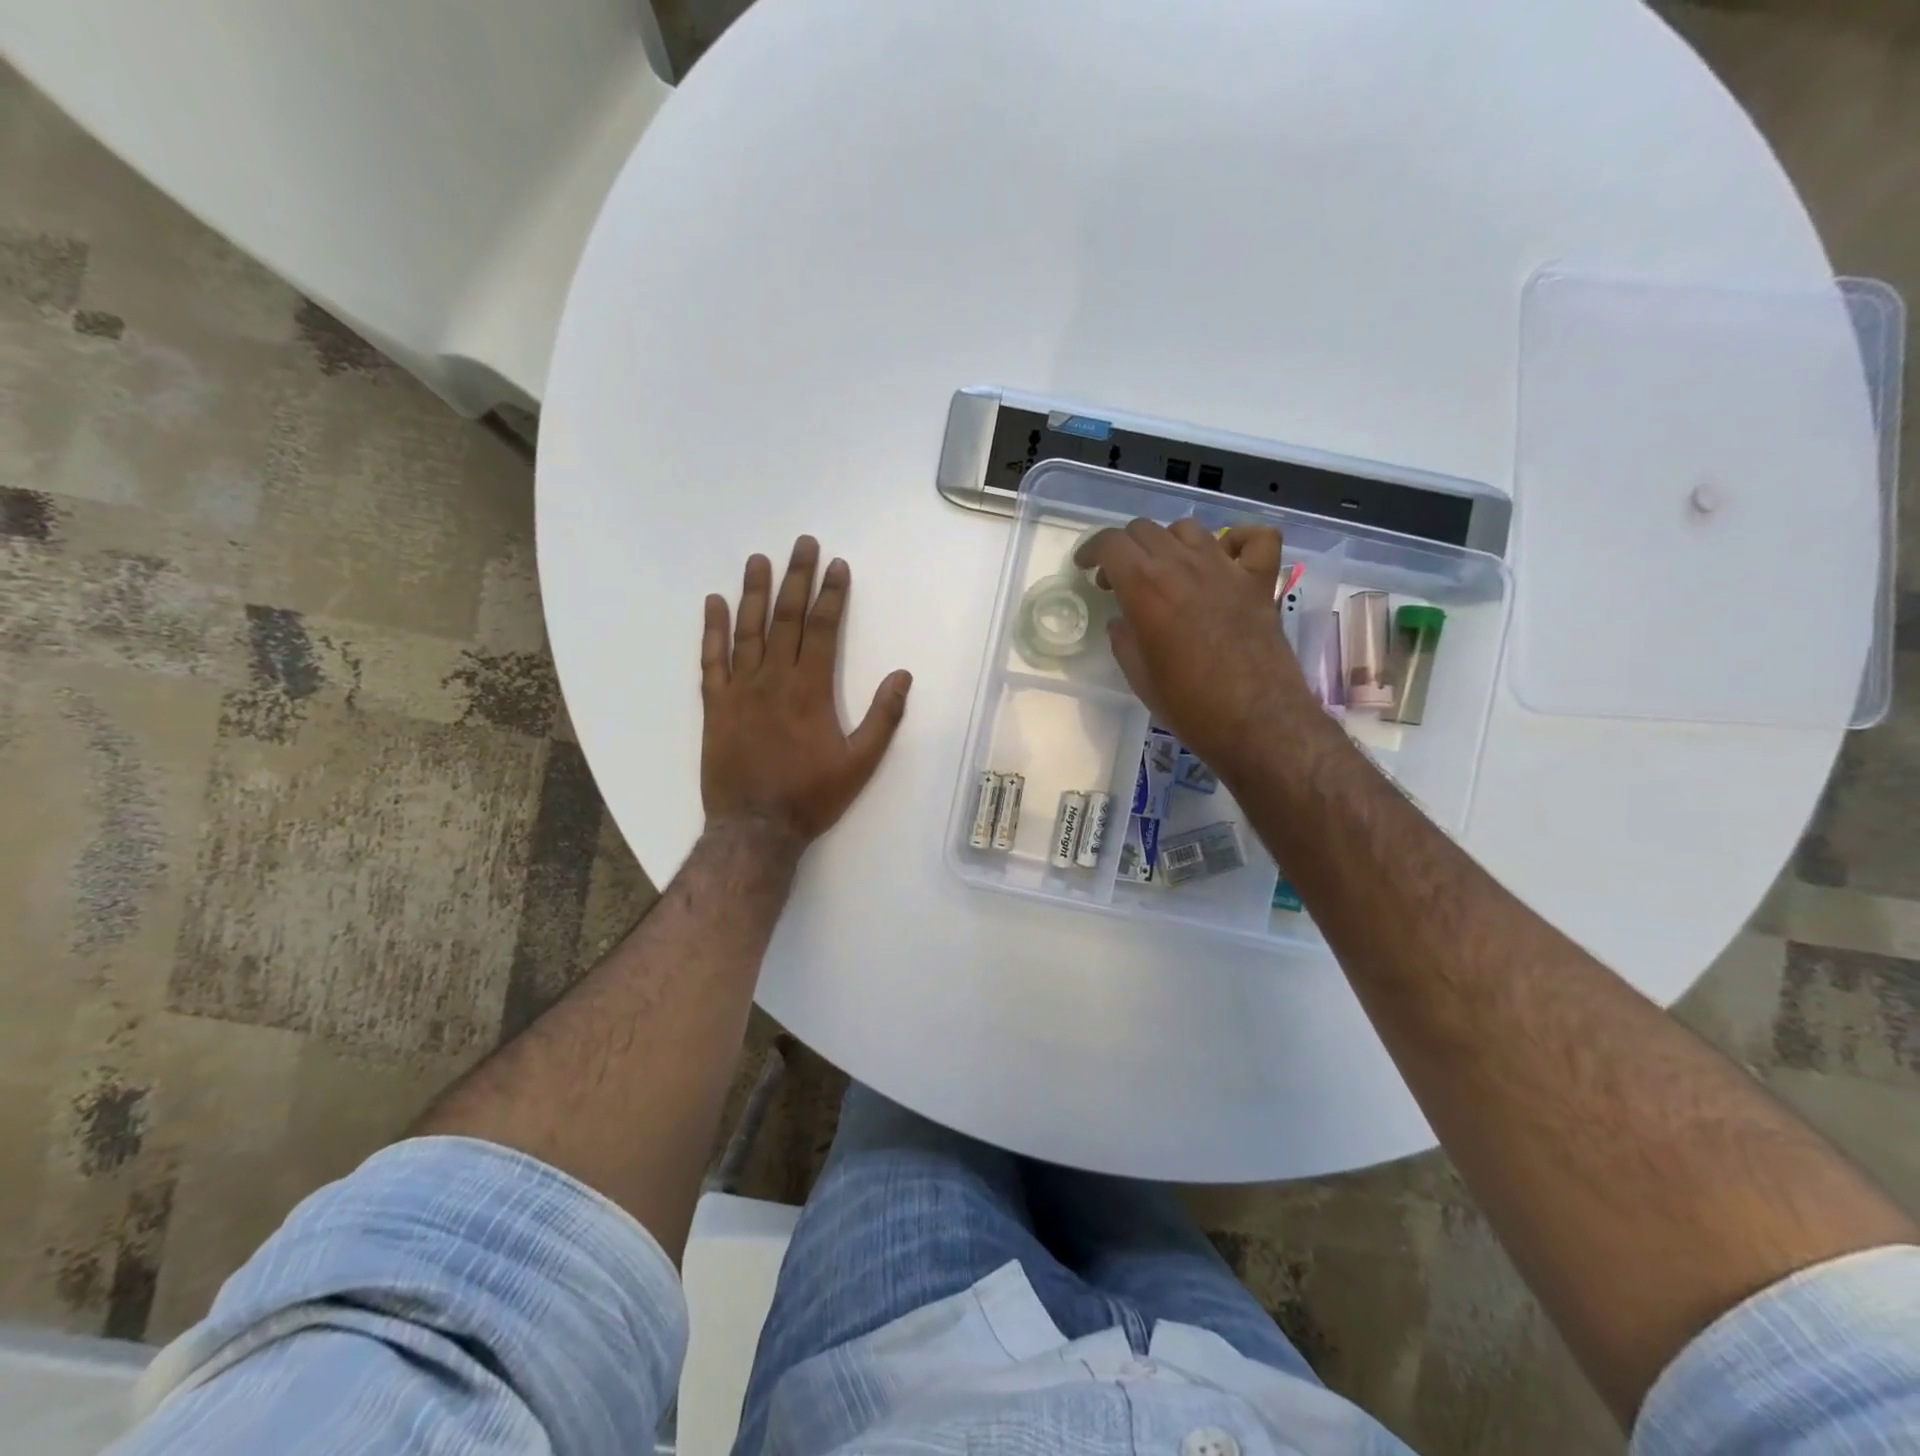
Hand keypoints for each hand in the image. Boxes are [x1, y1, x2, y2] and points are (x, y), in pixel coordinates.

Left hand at [701, 536, 912, 847]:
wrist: (755, 828)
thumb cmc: (812, 797)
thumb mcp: (861, 763)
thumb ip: (882, 717)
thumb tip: (902, 675)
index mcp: (811, 690)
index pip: (823, 629)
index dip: (831, 594)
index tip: (837, 565)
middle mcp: (774, 679)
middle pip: (787, 618)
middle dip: (797, 578)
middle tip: (802, 543)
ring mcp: (740, 690)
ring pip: (748, 630)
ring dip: (755, 593)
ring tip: (759, 560)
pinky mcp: (715, 705)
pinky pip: (711, 660)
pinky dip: (712, 630)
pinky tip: (714, 603)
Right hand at [1075, 519, 1310, 773]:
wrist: (1255, 722)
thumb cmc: (1189, 705)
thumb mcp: (1139, 676)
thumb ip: (1124, 640)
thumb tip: (1122, 621)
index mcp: (1145, 588)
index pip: (1111, 543)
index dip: (1092, 550)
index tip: (1085, 567)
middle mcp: (1183, 566)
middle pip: (1145, 530)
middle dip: (1124, 549)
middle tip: (1119, 580)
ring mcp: (1226, 569)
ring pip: (1190, 528)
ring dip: (1168, 542)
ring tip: (1165, 570)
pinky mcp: (1260, 582)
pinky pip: (1256, 538)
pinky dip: (1239, 540)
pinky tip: (1226, 557)